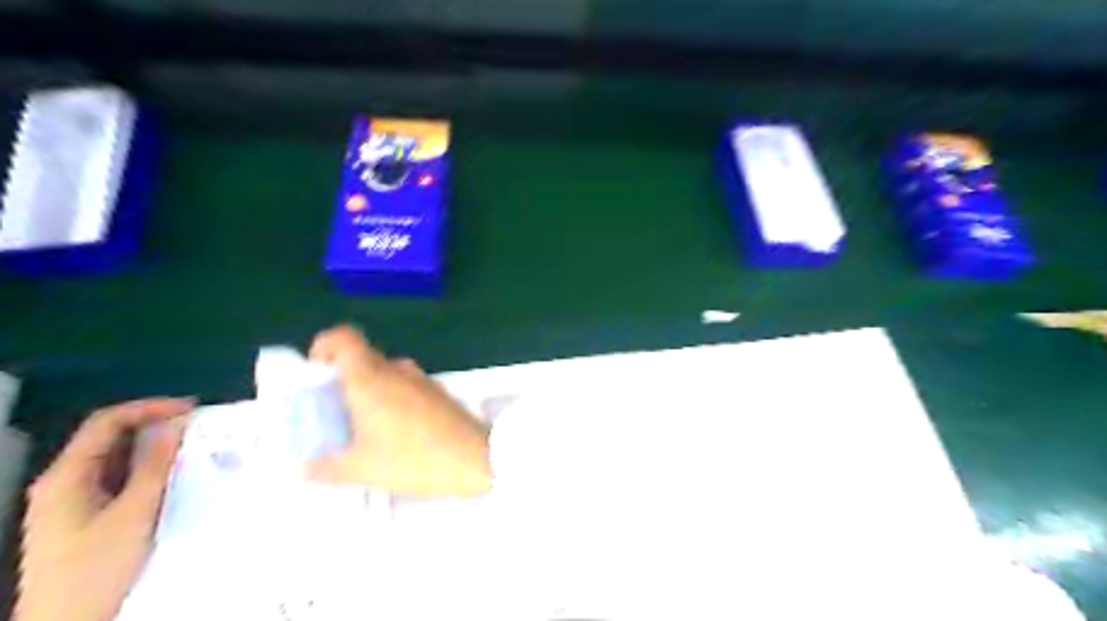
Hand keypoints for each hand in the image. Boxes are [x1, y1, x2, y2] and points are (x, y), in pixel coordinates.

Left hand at [17, 398, 190, 620]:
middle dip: (156, 427)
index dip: (150, 408)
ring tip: (195, 448)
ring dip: (155, 450)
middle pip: (111, 438)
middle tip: (200, 428)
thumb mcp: (135, 511)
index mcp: (66, 475)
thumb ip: (156, 464)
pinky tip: (174, 476)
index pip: (107, 422)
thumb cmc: (99, 565)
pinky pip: (119, 480)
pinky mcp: (86, 517)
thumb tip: (177, 423)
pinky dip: (148, 471)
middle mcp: (65, 482)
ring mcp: (72, 501)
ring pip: (118, 460)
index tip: (192, 409)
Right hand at [304, 324, 489, 495]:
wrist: (477, 458)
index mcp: (370, 378)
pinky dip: (389, 399)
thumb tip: (305, 468)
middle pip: (361, 359)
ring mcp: (421, 379)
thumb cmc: (414, 458)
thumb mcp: (362, 469)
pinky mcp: (438, 392)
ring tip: (357, 427)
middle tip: (329, 411)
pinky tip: (390, 432)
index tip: (314, 373)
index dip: (324, 346)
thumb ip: (326, 468)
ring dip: (366, 391)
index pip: (343, 338)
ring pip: (383, 373)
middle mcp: (396, 369)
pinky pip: (403, 385)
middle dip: (340, 380)